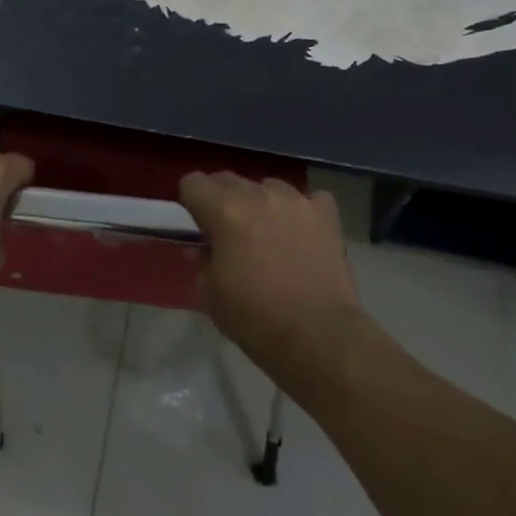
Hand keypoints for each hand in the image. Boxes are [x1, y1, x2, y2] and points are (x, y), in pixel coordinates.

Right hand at [178, 172, 359, 372]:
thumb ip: (202, 261)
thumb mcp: (210, 294)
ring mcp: (297, 200)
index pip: (193, 183)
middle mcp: (260, 194)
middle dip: (222, 200)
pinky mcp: (326, 213)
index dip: (190, 202)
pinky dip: (299, 213)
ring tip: (267, 234)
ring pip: (268, 186)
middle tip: (228, 232)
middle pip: (228, 179)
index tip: (196, 224)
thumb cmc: (254, 318)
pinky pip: (307, 200)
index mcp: (225, 210)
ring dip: (261, 204)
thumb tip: (202, 248)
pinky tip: (301, 235)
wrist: (318, 335)